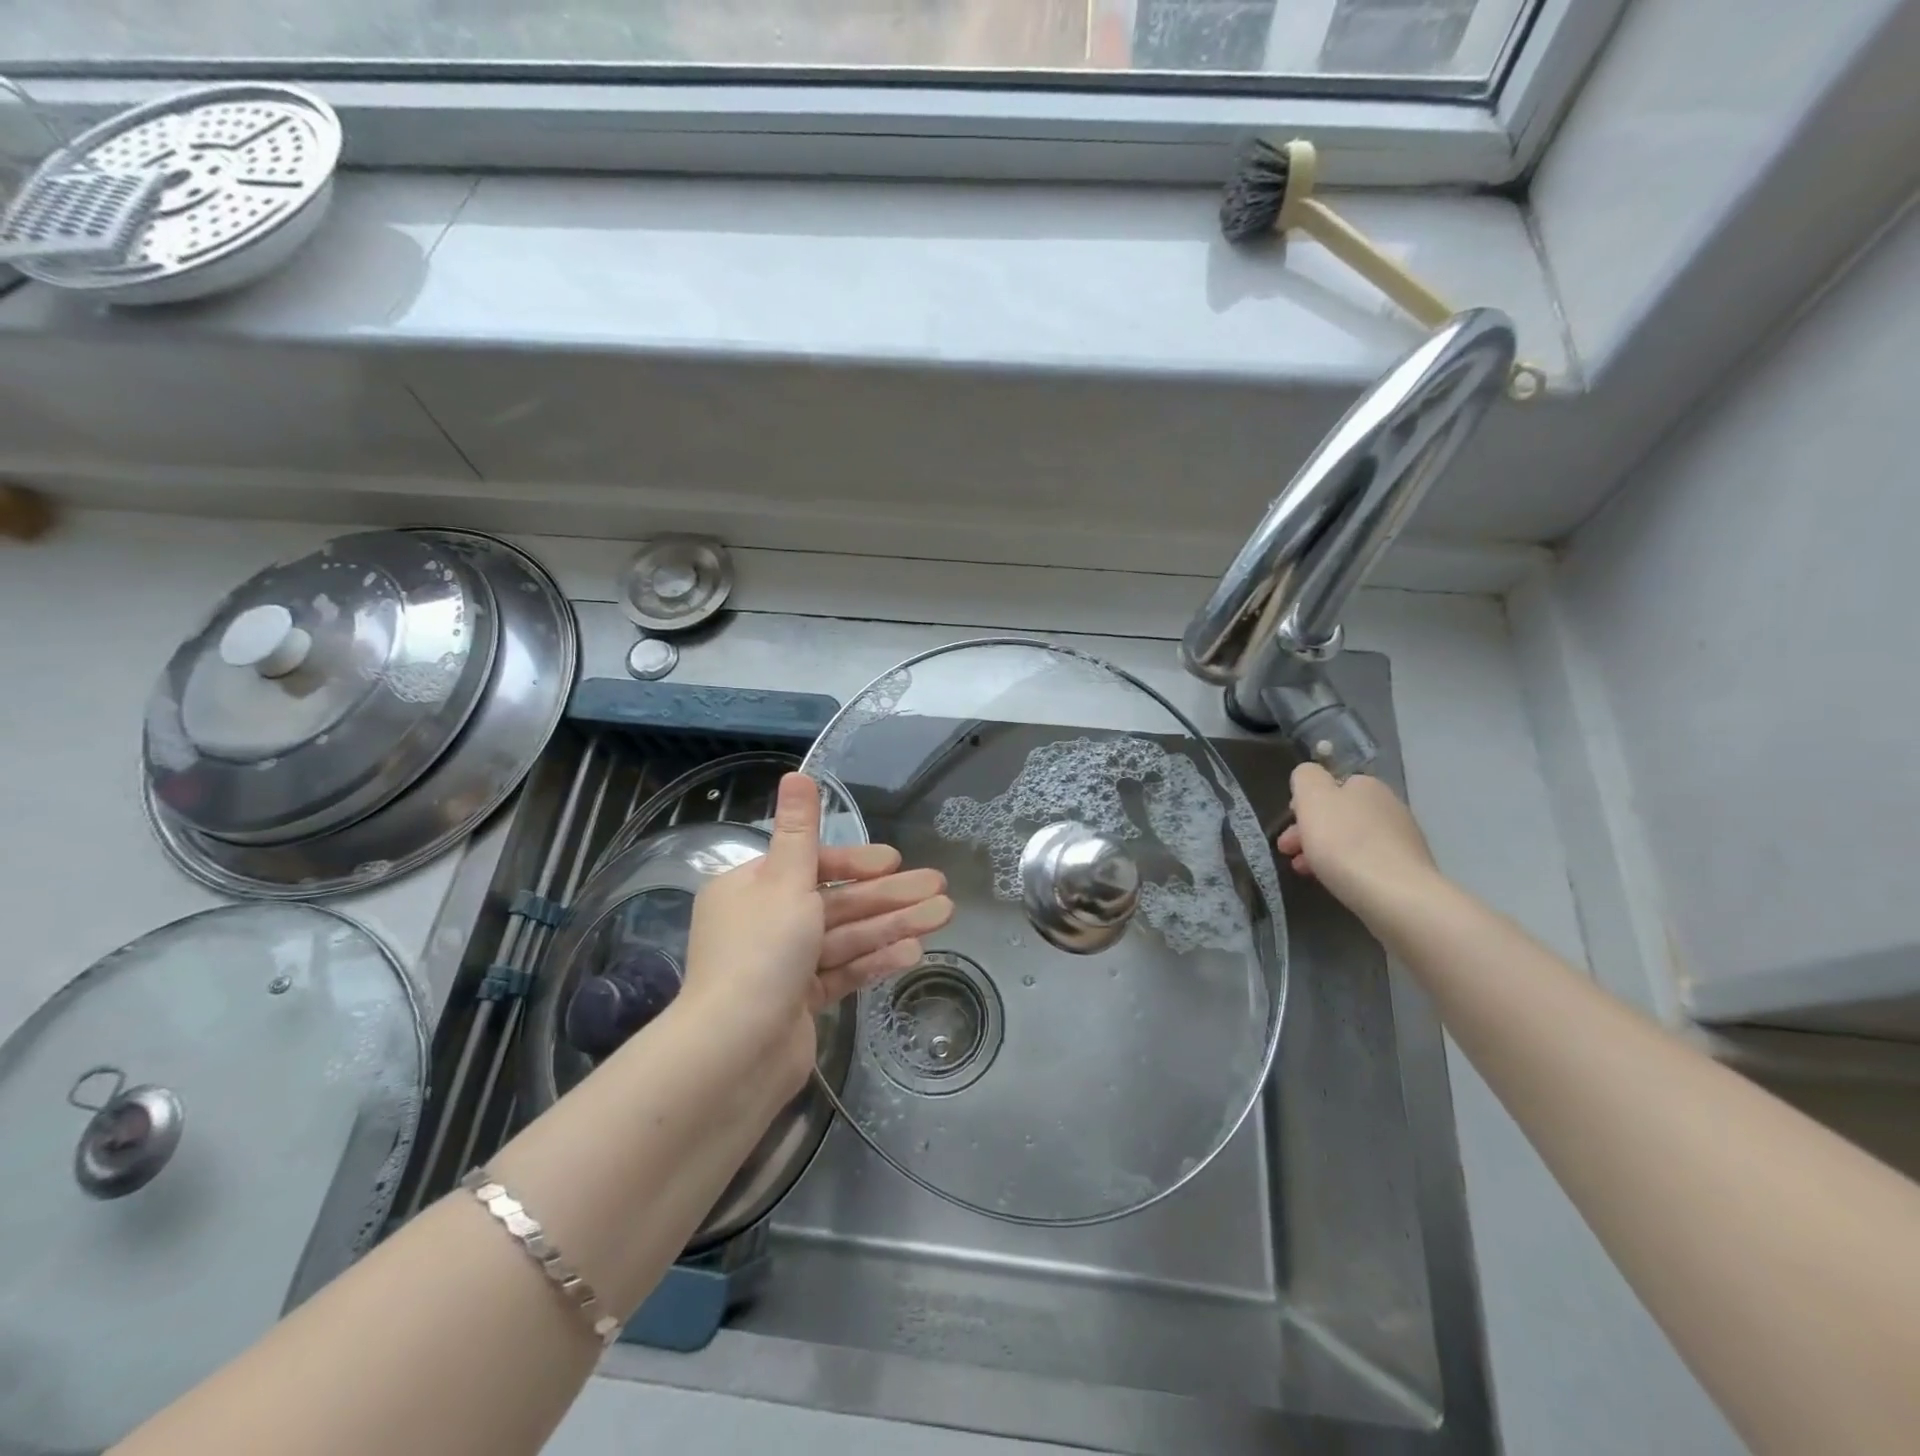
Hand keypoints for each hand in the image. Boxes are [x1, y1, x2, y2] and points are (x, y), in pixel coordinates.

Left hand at [679, 773, 953, 1092]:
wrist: (734, 1052)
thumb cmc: (761, 953)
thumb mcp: (785, 881)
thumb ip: (799, 830)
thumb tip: (797, 773)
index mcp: (750, 888)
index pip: (811, 865)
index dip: (856, 862)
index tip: (894, 862)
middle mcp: (764, 923)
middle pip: (836, 902)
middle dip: (889, 895)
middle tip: (940, 887)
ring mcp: (783, 965)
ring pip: (846, 936)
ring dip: (893, 925)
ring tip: (942, 915)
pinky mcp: (800, 1002)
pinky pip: (842, 971)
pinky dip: (875, 960)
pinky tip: (913, 951)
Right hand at [1276, 764, 1438, 922]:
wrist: (1396, 896)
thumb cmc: (1345, 843)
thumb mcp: (1312, 798)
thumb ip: (1306, 777)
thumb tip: (1310, 776)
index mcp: (1367, 785)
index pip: (1330, 785)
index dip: (1304, 804)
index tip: (1289, 825)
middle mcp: (1389, 806)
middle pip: (1339, 815)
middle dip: (1310, 831)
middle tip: (1288, 852)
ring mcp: (1403, 839)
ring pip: (1351, 840)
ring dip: (1325, 851)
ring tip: (1304, 872)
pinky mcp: (1408, 870)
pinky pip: (1368, 862)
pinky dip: (1347, 868)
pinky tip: (1336, 882)